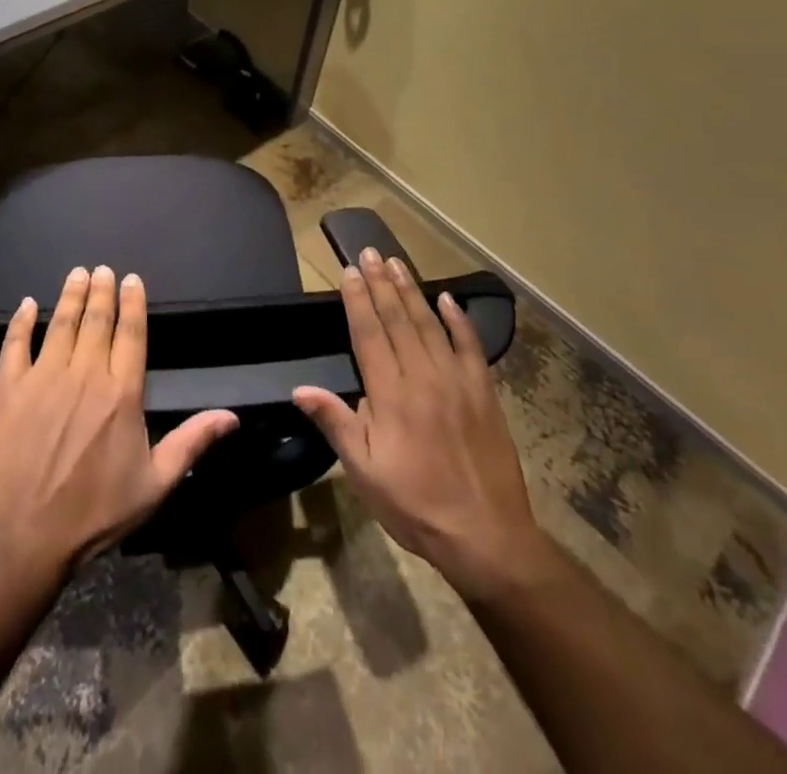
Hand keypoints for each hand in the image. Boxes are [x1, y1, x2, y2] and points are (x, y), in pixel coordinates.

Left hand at [0, 265, 238, 584]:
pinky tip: (25, 305)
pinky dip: (20, 321)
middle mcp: (84, 374)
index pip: (131, 333)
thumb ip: (192, 442)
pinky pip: (14, 345)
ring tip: (76, 273)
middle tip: (102, 268)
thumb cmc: (95, 513)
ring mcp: (43, 378)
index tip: (132, 279)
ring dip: (69, 296)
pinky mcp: (8, 390)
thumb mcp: (155, 484)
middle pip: (96, 320)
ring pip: (60, 324)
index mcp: (121, 392)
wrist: (23, 538)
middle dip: (101, 290)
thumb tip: (232, 416)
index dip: (133, 303)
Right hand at [294, 249, 549, 604]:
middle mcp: (422, 376)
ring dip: (411, 291)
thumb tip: (300, 388)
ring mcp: (456, 380)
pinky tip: (447, 298)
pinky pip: (470, 345)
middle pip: (397, 319)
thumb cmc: (415, 504)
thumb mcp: (364, 472)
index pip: (368, 334)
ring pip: (429, 324)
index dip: (357, 300)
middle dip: (381, 283)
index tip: (349, 271)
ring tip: (397, 263)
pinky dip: (459, 319)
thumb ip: (335, 423)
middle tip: (370, 252)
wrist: (486, 535)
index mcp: (390, 394)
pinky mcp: (483, 391)